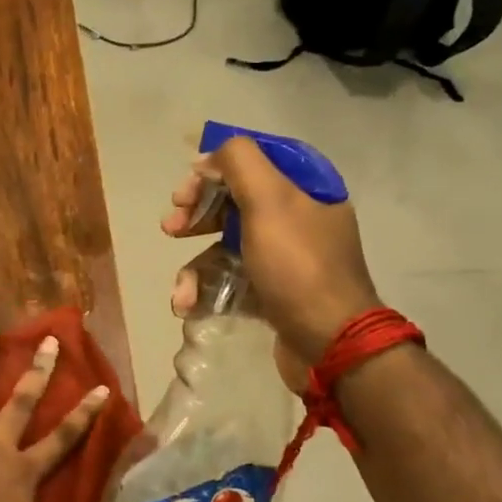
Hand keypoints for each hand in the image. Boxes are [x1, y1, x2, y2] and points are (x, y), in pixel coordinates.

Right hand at [162, 136, 380, 370]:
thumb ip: (239, 163)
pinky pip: (230, 280)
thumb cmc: (298, 266)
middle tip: (171, 227)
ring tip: (181, 289)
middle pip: (234, 202)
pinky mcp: (272, 293)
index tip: (186, 189)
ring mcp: (284, 259)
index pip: (253, 161)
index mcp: (305, 190)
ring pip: (225, 245)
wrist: (330, 344)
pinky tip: (189, 304)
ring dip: (195, 265)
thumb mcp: (270, 201)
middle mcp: (297, 220)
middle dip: (196, 215)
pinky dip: (207, 291)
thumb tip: (209, 157)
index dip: (214, 168)